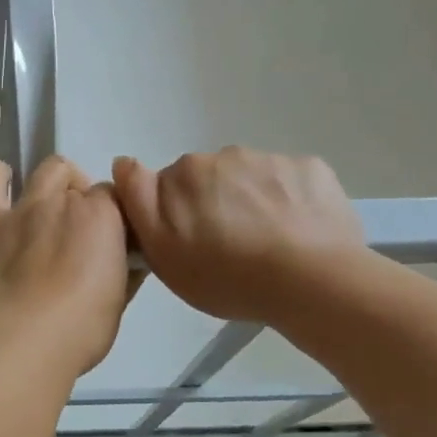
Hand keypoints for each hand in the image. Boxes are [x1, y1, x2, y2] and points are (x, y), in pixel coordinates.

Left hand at [0, 156, 135, 377]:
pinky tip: (0, 181)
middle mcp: (65, 201)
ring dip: (54, 182)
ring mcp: (25, 208)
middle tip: (79, 233)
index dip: (114, 219)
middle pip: (82, 184)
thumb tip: (129, 262)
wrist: (22, 340)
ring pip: (47, 170)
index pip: (117, 199)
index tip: (112, 243)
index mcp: (104, 217)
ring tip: (49, 206)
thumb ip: (124, 272)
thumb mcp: (118, 302)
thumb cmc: (80, 329)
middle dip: (84, 199)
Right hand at [111, 147, 364, 324]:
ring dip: (249, 200)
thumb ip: (138, 201)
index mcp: (183, 173)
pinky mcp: (309, 167)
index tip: (186, 236)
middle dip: (210, 203)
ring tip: (267, 243)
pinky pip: (288, 180)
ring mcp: (269, 158)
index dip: (170, 209)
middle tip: (227, 247)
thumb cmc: (226, 275)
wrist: (311, 281)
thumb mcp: (162, 252)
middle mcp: (222, 155)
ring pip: (248, 178)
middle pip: (207, 178)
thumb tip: (125, 163)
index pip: (163, 183)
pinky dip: (288, 200)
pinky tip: (297, 232)